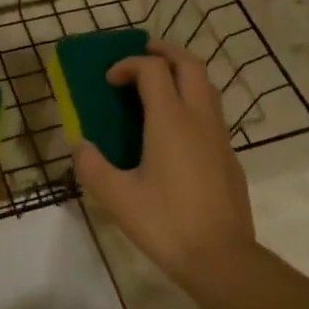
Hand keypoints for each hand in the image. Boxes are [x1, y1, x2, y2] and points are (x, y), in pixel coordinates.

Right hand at [72, 42, 257, 290]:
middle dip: (165, 52)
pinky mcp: (229, 155)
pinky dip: (194, 101)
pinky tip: (178, 129)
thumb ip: (92, 166)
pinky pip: (212, 112)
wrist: (221, 256)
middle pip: (189, 64)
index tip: (109, 81)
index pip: (152, 69)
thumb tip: (79, 145)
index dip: (128, 65)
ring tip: (161, 84)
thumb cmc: (165, 223)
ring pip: (207, 86)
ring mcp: (220, 135)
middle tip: (143, 53)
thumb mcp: (117, 197)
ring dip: (183, 74)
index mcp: (170, 119)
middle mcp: (199, 117)